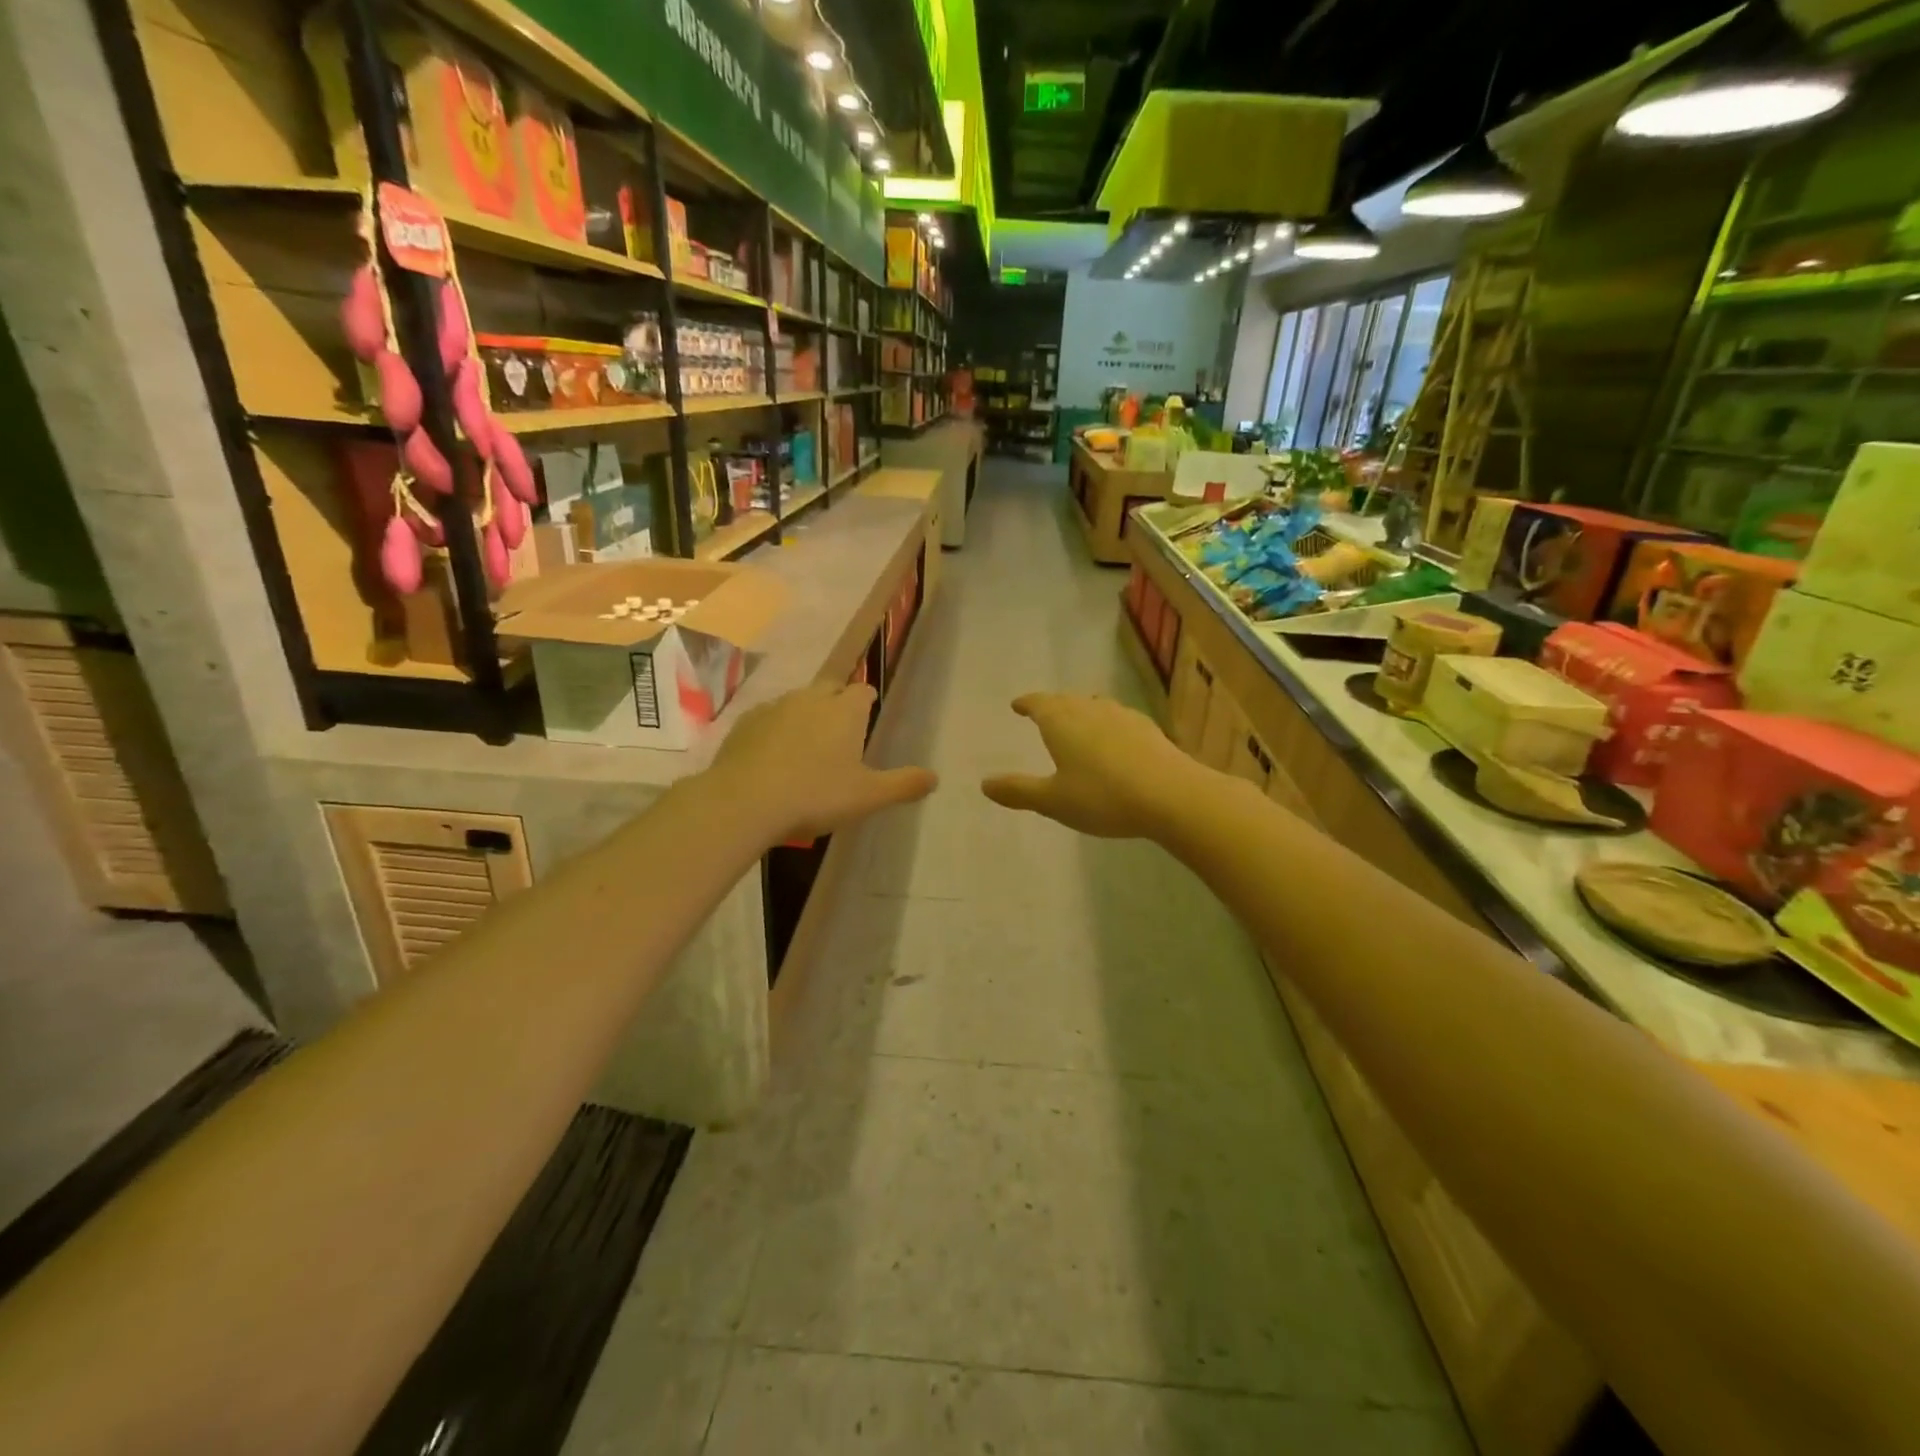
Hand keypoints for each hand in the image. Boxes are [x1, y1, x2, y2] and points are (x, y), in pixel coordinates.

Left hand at [709, 682, 936, 842]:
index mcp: (844, 711)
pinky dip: (774, 731)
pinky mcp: (744, 724)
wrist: (744, 802)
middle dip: (837, 703)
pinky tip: (772, 757)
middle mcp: (810, 699)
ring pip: (796, 702)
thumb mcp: (868, 796)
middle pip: (830, 688)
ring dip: (804, 716)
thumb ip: (903, 785)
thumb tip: (935, 778)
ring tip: (805, 747)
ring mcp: (774, 708)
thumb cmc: (815, 795)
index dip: (868, 701)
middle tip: (839, 733)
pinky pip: (767, 719)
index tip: (868, 715)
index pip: (863, 691)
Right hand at [982, 693, 1204, 839]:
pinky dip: (1107, 724)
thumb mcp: (1053, 801)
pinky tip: (1114, 740)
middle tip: (1043, 713)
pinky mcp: (1148, 729)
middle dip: (1052, 705)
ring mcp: (1122, 716)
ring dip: (1081, 711)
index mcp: (1062, 722)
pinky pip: (1118, 719)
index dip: (1026, 703)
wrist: (1171, 795)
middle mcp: (1090, 710)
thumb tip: (984, 784)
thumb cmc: (1103, 797)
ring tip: (1077, 722)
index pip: (1039, 703)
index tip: (1018, 704)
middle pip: (1066, 700)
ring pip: (1095, 706)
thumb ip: (1018, 791)